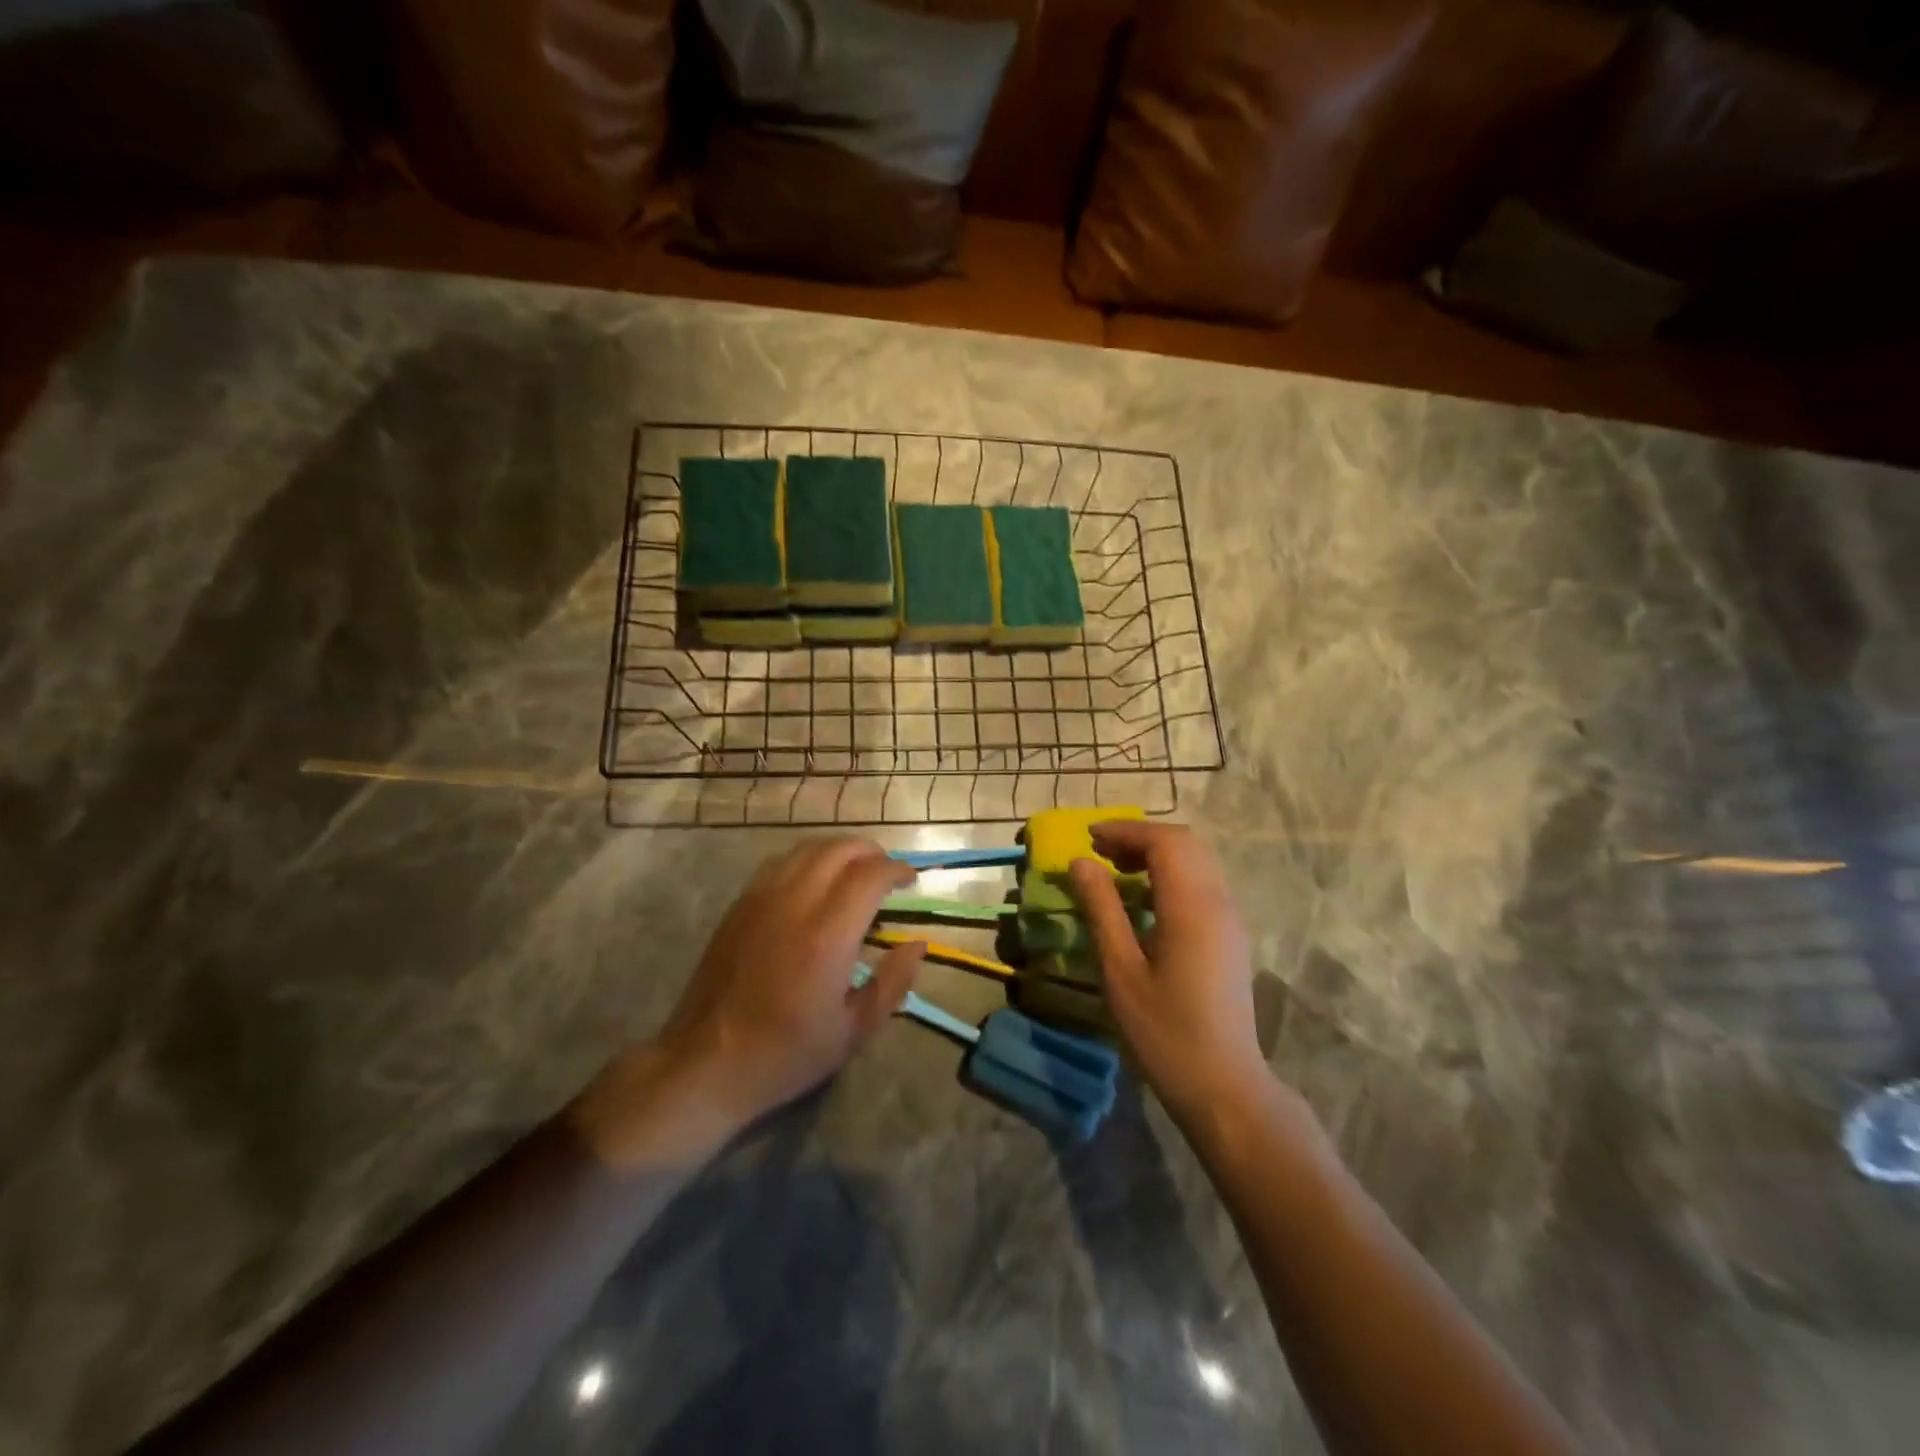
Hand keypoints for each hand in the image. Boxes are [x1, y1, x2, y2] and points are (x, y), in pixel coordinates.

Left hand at [575, 838, 923, 1167]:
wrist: (707, 1063)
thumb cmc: (786, 1054)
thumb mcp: (854, 1031)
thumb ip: (893, 982)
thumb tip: (916, 943)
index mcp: (828, 935)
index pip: (870, 875)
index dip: (896, 869)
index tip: (911, 880)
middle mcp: (795, 903)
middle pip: (839, 849)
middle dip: (871, 852)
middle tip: (887, 872)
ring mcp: (761, 899)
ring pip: (807, 848)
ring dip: (839, 850)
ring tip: (855, 871)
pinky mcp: (739, 905)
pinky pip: (779, 862)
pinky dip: (807, 859)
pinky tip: (814, 881)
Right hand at [1068, 821, 1264, 1122]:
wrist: (1225, 1086)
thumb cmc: (1164, 1031)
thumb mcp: (1120, 970)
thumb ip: (1101, 909)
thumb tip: (1080, 862)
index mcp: (1192, 906)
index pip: (1165, 841)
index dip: (1126, 831)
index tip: (1089, 838)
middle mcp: (1218, 902)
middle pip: (1185, 844)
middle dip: (1141, 838)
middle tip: (1100, 852)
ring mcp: (1230, 919)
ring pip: (1198, 862)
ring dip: (1158, 854)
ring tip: (1116, 871)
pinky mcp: (1231, 937)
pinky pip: (1203, 884)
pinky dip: (1172, 874)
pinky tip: (1144, 901)